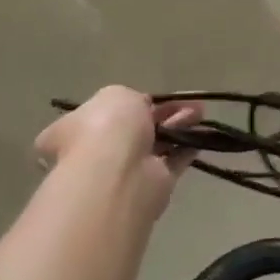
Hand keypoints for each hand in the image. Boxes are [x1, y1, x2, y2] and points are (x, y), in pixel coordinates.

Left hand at [36, 87, 202, 221]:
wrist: (119, 173)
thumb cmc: (107, 127)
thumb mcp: (116, 95)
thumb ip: (130, 99)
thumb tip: (139, 110)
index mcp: (75, 130)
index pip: (103, 115)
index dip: (130, 104)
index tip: (152, 98)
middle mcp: (97, 152)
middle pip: (135, 129)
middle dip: (163, 113)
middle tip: (187, 103)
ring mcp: (125, 170)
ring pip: (157, 143)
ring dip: (179, 126)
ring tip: (200, 113)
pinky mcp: (152, 185)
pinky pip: (173, 161)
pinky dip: (188, 147)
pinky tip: (203, 134)